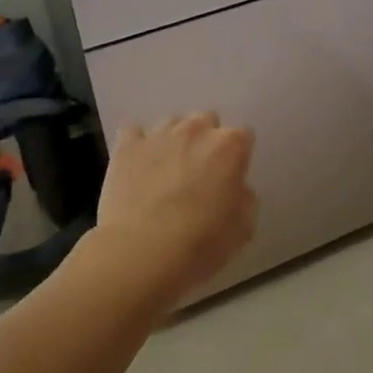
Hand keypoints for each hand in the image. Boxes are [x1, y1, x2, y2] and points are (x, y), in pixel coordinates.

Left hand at [85, 113, 255, 308]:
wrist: (140, 251)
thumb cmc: (200, 243)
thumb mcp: (242, 228)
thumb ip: (244, 199)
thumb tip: (236, 189)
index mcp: (230, 146)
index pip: (243, 136)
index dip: (238, 157)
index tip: (230, 177)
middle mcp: (196, 130)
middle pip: (207, 121)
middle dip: (206, 140)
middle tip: (199, 172)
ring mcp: (159, 134)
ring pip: (172, 123)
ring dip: (174, 140)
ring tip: (166, 169)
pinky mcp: (127, 145)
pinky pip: (134, 132)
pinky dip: (138, 145)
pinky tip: (137, 166)